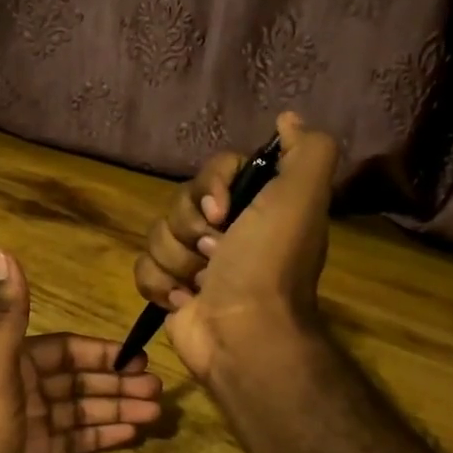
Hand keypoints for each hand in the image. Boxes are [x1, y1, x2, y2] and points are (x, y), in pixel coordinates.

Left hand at [0, 248, 162, 452]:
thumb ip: (4, 315)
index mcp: (11, 366)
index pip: (64, 350)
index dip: (100, 352)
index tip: (138, 358)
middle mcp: (21, 393)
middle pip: (77, 381)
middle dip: (116, 382)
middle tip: (158, 390)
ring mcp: (31, 430)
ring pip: (82, 411)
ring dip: (117, 408)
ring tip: (156, 413)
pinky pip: (78, 442)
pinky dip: (104, 435)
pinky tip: (133, 434)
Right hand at [133, 112, 337, 382]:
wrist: (243, 334)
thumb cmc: (268, 264)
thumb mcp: (302, 196)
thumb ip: (308, 150)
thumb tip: (288, 118)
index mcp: (256, 206)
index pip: (214, 170)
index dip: (210, 186)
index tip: (223, 212)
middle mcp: (227, 230)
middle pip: (180, 202)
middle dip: (191, 228)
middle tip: (216, 253)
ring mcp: (196, 262)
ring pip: (158, 235)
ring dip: (177, 260)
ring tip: (200, 284)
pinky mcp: (170, 290)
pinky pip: (143, 268)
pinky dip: (160, 285)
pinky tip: (183, 301)